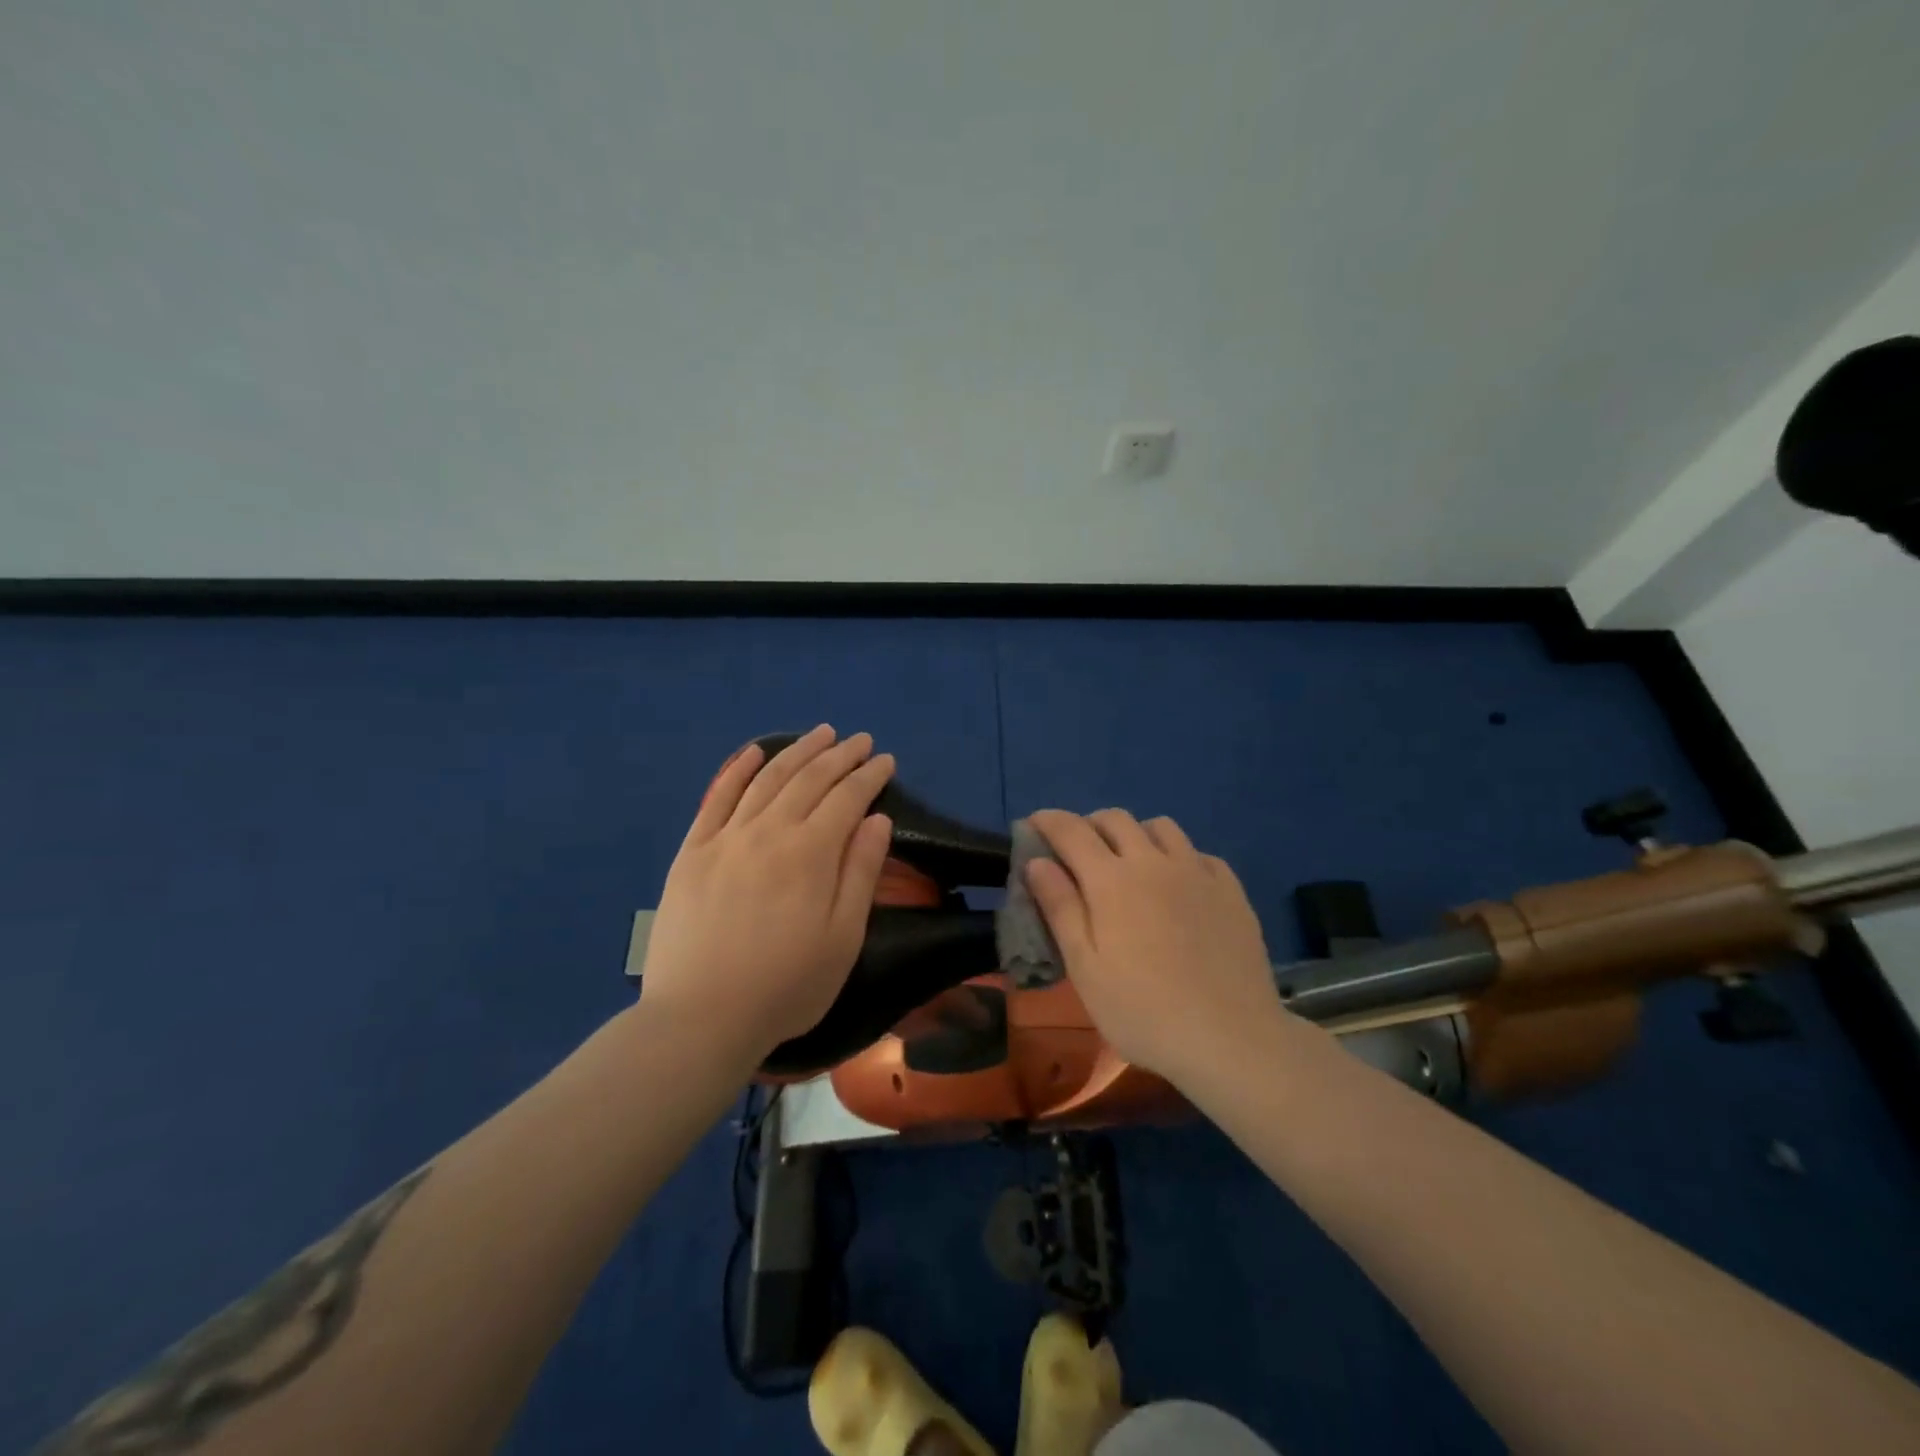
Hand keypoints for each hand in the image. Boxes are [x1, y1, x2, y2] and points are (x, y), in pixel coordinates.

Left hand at [640, 726, 895, 1063]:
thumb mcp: (843, 938)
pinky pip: (717, 797)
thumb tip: (876, 819)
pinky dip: (738, 769)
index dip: (869, 775)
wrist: (700, 1018)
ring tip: (820, 734)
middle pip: (809, 779)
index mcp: (810, 853)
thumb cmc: (786, 986)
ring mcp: (726, 837)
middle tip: (859, 740)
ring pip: (768, 779)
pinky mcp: (692, 851)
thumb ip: (860, 873)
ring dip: (797, 751)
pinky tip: (755, 753)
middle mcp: (769, 831)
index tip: (885, 760)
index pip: (847, 798)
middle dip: (839, 755)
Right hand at [1024, 808, 1283, 1084]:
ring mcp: (1197, 872)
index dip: (1047, 820)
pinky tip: (1178, 885)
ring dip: (1134, 833)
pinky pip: (1198, 853)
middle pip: (1115, 818)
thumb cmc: (1143, 1011)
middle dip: (1088, 824)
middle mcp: (1153, 862)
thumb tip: (1036, 861)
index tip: (1032, 824)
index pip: (1071, 830)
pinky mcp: (1231, 890)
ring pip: (1160, 826)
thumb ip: (1060, 908)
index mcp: (1111, 880)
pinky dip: (1178, 856)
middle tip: (1077, 851)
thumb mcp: (1085, 968)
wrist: (1231, 1039)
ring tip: (1128, 863)